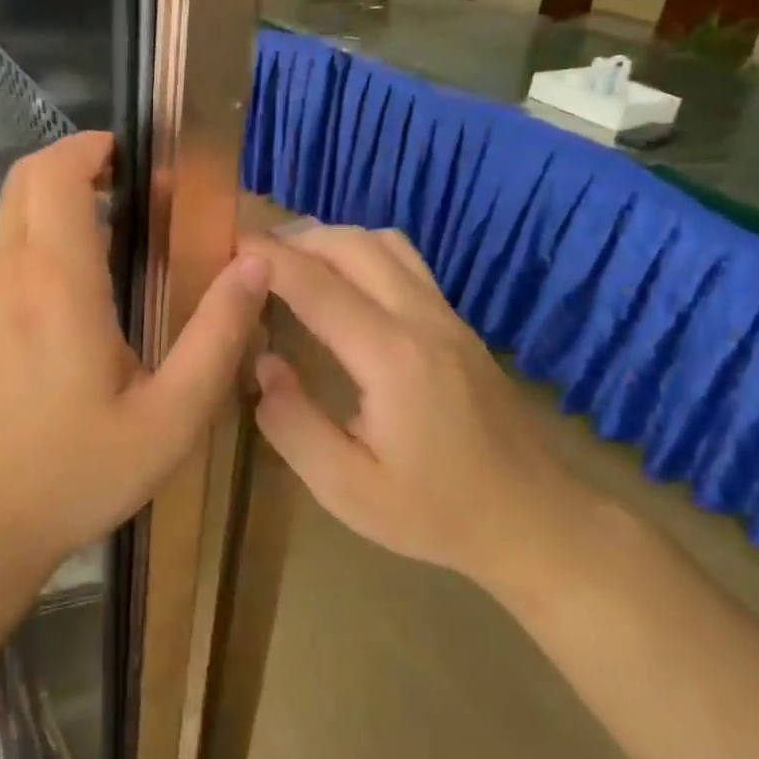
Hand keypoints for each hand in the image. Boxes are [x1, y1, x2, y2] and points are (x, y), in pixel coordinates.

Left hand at [0, 133, 269, 584]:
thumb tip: (254, 267)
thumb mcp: (166, 421)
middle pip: (23, 185)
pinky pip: (2, 269)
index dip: (87, 148)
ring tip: (113, 251)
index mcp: (55, 284)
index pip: (54, 175)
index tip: (126, 153)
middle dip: (70, 167)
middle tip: (125, 190)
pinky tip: (71, 314)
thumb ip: (216, 339)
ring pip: (12, 227)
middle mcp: (4, 278)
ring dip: (56, 215)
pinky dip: (38, 256)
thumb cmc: (66, 477)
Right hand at [243, 224, 587, 595]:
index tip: (224, 244)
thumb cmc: (434, 513)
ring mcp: (446, 316)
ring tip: (287, 261)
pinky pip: (404, 260)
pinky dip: (359, 250)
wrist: (533, 519)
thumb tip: (263, 363)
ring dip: (329, 239)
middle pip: (351, 245)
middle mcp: (421, 320)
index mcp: (392, 359)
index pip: (317, 285)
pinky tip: (338, 281)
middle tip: (247, 256)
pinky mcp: (456, 323)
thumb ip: (293, 425)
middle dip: (293, 238)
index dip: (267, 259)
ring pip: (383, 241)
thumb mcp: (347, 490)